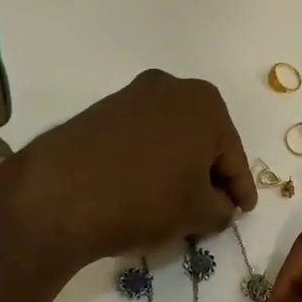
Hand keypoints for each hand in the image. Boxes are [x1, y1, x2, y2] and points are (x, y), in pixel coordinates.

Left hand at [12, 70, 255, 266]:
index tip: (243, 211)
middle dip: (208, 174)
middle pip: (202, 140)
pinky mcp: (99, 112)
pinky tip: (143, 190)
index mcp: (205, 104)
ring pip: (170, 138)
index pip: (233, 156)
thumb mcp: (197, 213)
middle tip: (211, 209)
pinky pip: (139, 139)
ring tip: (175, 204)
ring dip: (177, 167)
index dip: (240, 189)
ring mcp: (130, 96)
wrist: (59, 195)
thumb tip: (221, 205)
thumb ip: (222, 208)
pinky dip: (148, 162)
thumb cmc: (145, 199)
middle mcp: (170, 88)